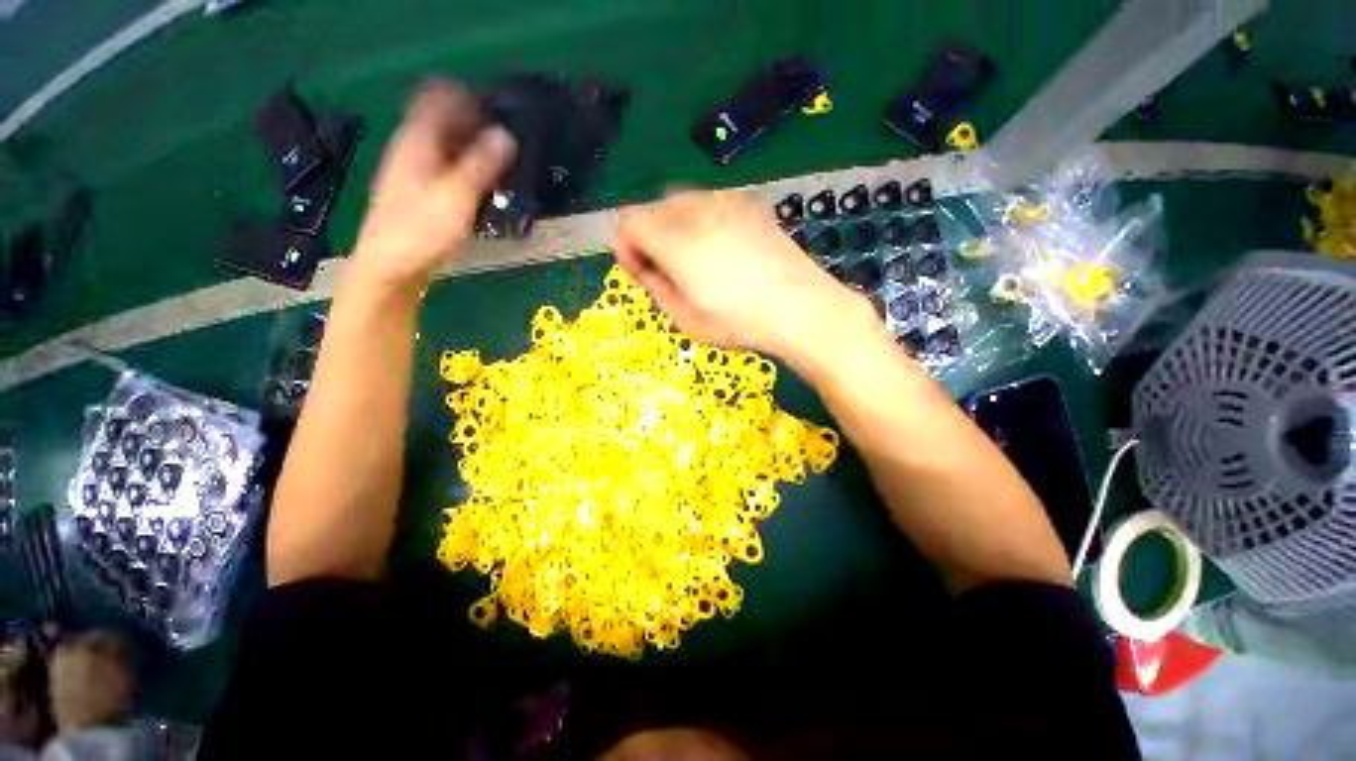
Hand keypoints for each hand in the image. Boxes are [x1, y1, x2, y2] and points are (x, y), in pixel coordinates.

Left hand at [351, 79, 516, 292]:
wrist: (390, 267)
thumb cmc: (421, 230)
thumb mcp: (456, 196)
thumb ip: (481, 165)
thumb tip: (505, 135)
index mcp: (417, 141)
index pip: (438, 96)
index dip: (467, 95)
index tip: (496, 106)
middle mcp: (412, 148)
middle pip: (442, 119)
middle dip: (473, 122)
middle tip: (506, 137)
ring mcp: (412, 171)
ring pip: (444, 145)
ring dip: (470, 146)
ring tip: (500, 160)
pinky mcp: (418, 192)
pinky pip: (444, 166)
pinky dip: (464, 167)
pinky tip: (480, 184)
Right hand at [612, 190, 871, 364]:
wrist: (801, 307)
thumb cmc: (739, 322)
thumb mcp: (685, 317)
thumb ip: (653, 284)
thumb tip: (638, 261)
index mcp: (675, 241)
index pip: (628, 222)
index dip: (626, 247)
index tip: (639, 270)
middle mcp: (697, 211)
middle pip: (652, 209)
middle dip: (650, 236)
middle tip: (667, 270)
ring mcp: (725, 202)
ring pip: (680, 202)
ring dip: (674, 227)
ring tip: (695, 261)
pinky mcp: (749, 204)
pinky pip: (709, 203)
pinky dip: (701, 220)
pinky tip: (721, 248)